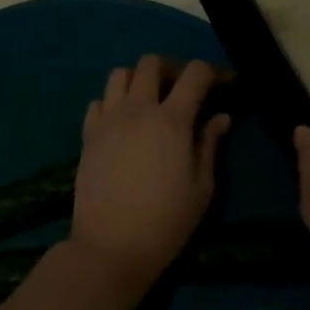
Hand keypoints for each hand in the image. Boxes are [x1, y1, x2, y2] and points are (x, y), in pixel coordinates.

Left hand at [71, 56, 230, 291]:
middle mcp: (138, 109)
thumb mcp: (201, 188)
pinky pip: (98, 101)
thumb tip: (220, 117)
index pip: (195, 73)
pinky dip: (112, 103)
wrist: (111, 246)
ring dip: (138, 81)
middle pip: (151, 63)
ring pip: (120, 74)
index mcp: (172, 120)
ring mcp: (108, 119)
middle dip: (171, 69)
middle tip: (181, 91)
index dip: (212, 72)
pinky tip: (122, 124)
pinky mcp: (87, 134)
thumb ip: (209, 145)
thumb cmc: (166, 222)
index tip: (222, 85)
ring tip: (148, 103)